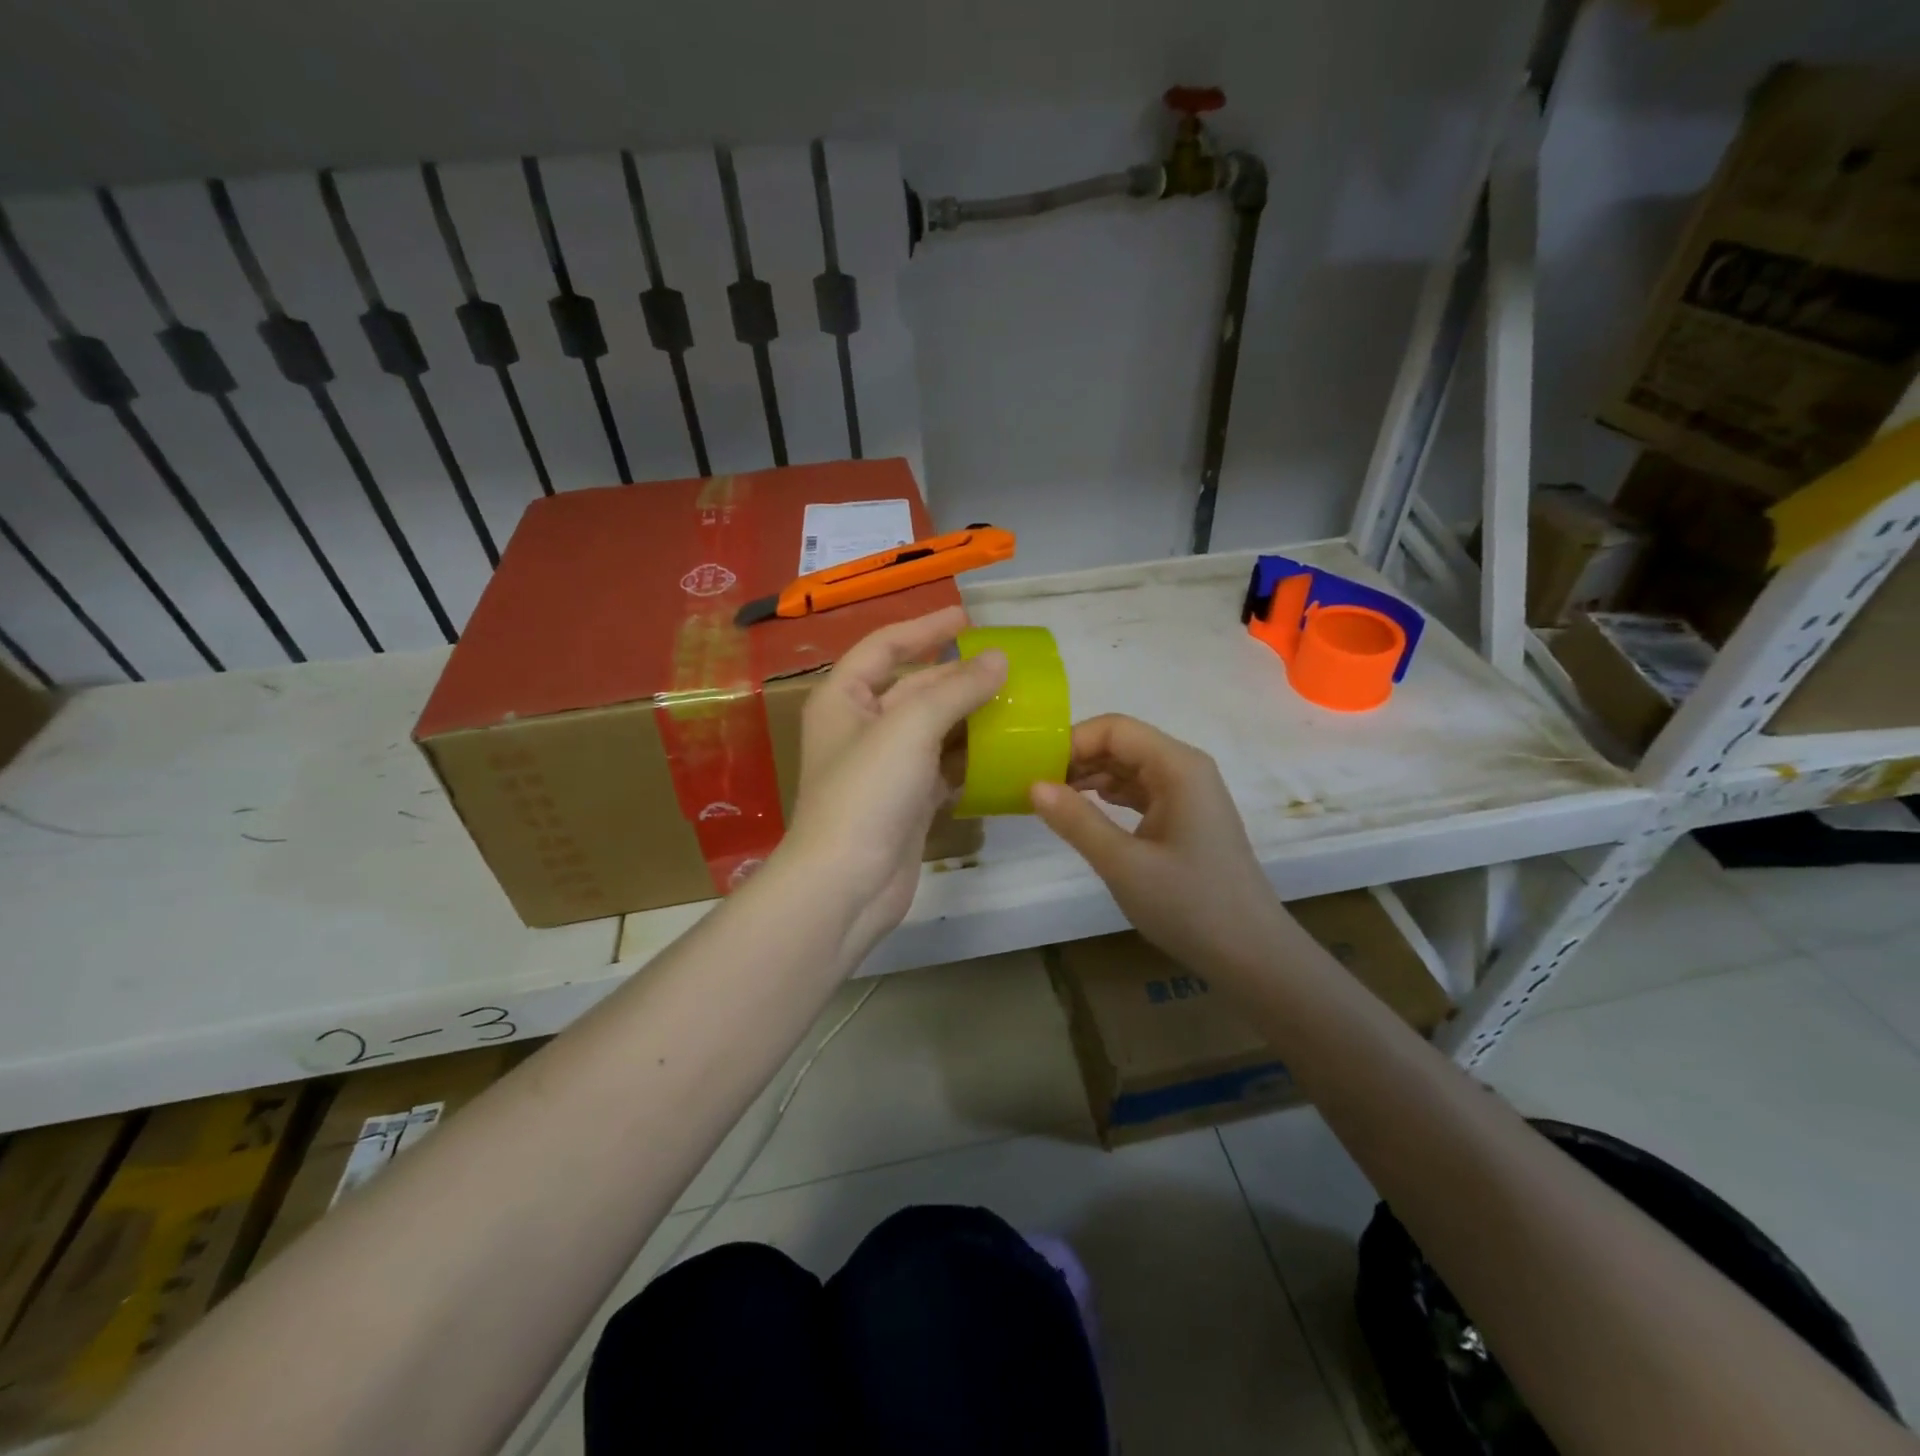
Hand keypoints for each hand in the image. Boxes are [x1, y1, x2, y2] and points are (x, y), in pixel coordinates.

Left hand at [780, 607, 1006, 949]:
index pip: (885, 646)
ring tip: (1016, 702)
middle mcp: (861, 727)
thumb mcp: (911, 727)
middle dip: (957, 675)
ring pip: (933, 729)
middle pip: (914, 687)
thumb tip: (998, 660)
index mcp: (844, 698)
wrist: (846, 884)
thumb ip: (956, 689)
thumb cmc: (867, 792)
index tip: (968, 617)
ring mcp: (884, 767)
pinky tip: (1002, 751)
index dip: (925, 627)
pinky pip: (942, 766)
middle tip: (1007, 666)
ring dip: (970, 716)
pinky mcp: (906, 802)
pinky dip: (969, 757)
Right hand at [1031, 714, 1286, 973]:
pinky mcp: (1186, 817)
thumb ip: (1076, 820)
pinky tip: (1083, 813)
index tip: (1034, 770)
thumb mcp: (1123, 864)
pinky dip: (1109, 796)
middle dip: (1077, 758)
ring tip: (1051, 801)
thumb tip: (1033, 785)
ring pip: (1129, 767)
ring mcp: (1188, 793)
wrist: (1251, 954)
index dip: (1071, 741)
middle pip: (1122, 743)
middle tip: (1034, 787)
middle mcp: (1185, 769)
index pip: (1114, 729)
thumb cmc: (1189, 905)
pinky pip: (1140, 791)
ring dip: (1090, 777)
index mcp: (1177, 767)